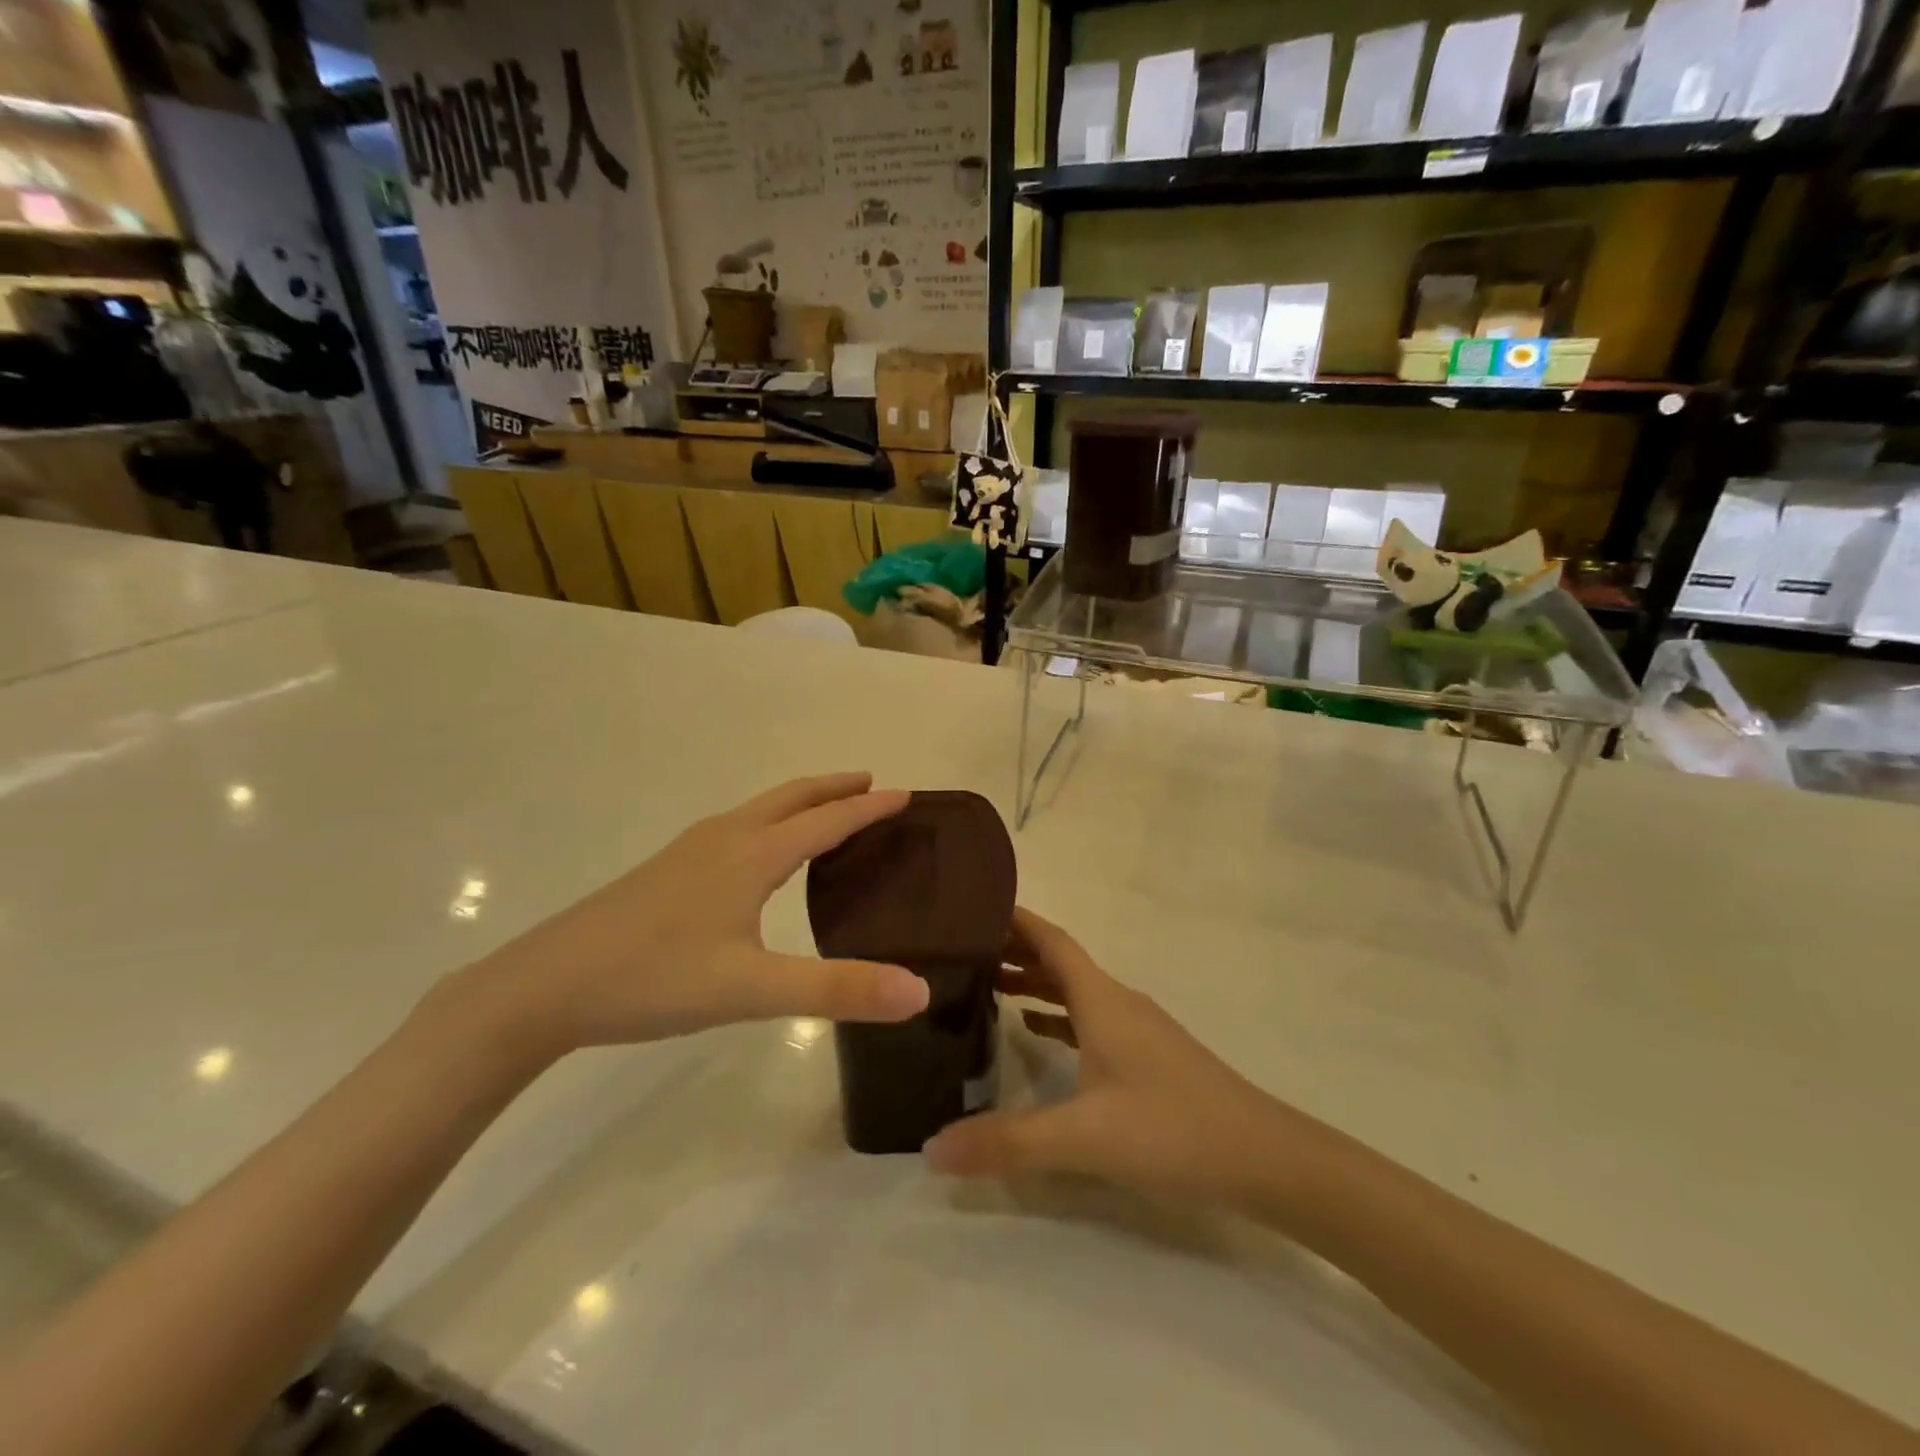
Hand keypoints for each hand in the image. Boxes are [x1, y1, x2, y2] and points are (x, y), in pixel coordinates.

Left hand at [453, 774, 928, 1061]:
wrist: (544, 986)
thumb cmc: (654, 979)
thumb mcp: (752, 990)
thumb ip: (838, 990)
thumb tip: (919, 991)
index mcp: (752, 855)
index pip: (827, 820)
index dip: (869, 807)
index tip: (907, 794)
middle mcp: (724, 839)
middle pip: (791, 798)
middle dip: (834, 788)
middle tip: (872, 784)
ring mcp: (689, 851)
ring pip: (759, 810)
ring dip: (800, 803)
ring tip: (826, 814)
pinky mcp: (666, 871)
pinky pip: (736, 828)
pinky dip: (770, 823)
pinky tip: (758, 857)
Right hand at [924, 908, 1290, 1201]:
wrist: (1263, 1157)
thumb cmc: (1171, 1129)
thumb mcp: (1083, 1138)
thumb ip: (1007, 1142)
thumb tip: (930, 1147)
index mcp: (1101, 999)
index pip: (1051, 940)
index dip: (1015, 919)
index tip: (973, 906)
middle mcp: (1117, 1001)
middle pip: (1059, 960)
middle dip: (1014, 949)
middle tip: (962, 950)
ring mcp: (1136, 1027)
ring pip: (1075, 989)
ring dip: (1034, 981)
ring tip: (987, 985)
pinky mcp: (1147, 1055)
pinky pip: (1090, 1018)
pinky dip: (1057, 1015)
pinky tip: (1037, 1032)